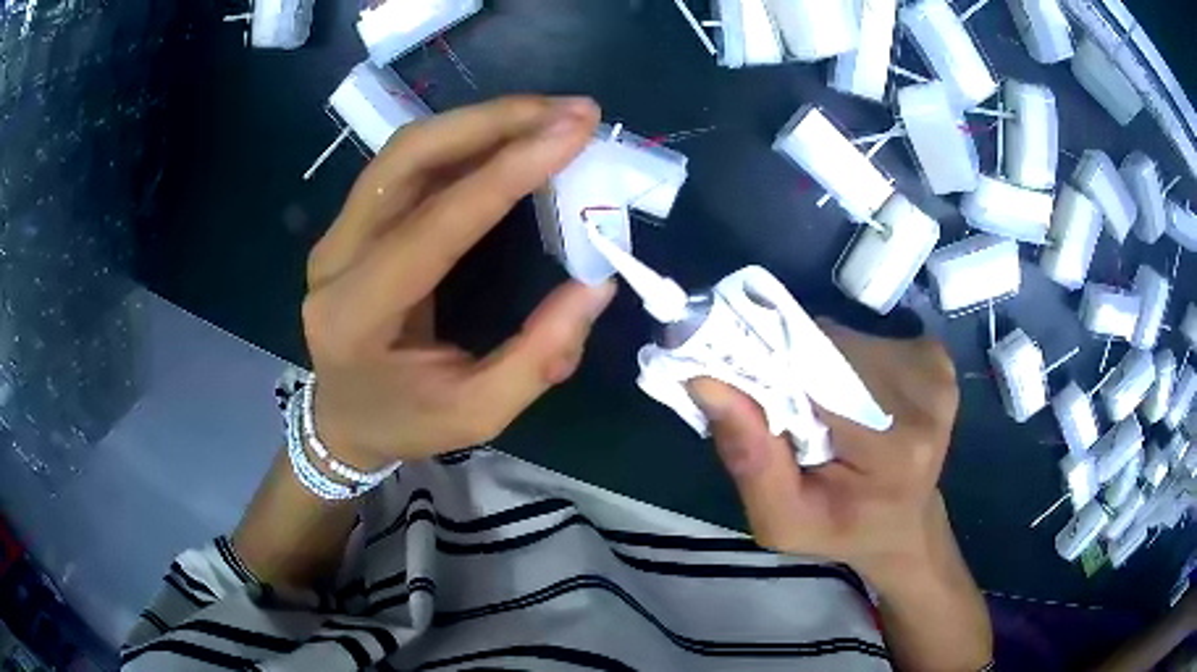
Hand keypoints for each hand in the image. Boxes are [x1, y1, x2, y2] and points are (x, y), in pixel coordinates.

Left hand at [302, 96, 613, 469]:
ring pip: (406, 149)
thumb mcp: (477, 414)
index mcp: (357, 315)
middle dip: (494, 121)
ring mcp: (336, 233)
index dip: (506, 173)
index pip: (434, 225)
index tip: (572, 134)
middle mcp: (335, 259)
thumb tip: (597, 284)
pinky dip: (465, 138)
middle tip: (572, 111)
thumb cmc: (404, 422)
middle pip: (408, 159)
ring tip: (551, 115)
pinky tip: (511, 135)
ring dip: (482, 120)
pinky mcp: (350, 222)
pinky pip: (408, 163)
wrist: (341, 419)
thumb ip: (538, 356)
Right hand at [688, 320, 958, 582]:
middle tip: (786, 413)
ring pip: (844, 338)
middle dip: (795, 372)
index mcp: (896, 446)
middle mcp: (925, 393)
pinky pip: (866, 339)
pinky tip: (852, 400)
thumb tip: (705, 380)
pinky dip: (845, 361)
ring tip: (820, 412)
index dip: (771, 371)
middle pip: (830, 347)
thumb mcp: (783, 520)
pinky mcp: (936, 357)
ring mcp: (935, 369)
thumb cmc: (843, 530)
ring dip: (818, 366)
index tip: (741, 387)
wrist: (905, 524)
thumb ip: (750, 460)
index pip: (815, 374)